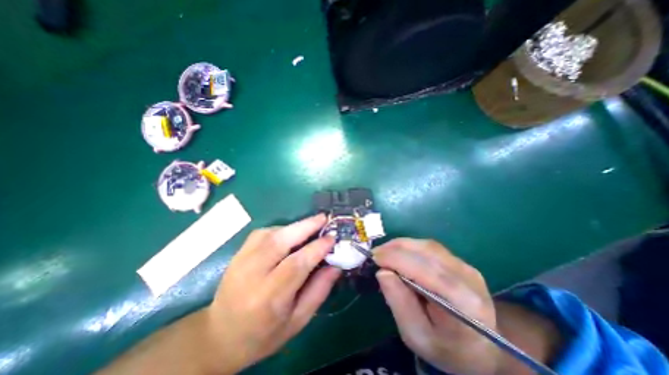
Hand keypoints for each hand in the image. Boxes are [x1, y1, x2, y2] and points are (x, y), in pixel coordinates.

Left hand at [208, 213, 340, 372]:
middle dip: (306, 226)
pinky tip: (290, 234)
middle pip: (281, 241)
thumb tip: (335, 266)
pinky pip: (262, 233)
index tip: (332, 238)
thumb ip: (319, 291)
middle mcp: (252, 275)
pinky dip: (280, 229)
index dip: (317, 248)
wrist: (220, 336)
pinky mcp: (238, 253)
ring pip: (271, 233)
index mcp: (269, 298)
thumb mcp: (298, 320)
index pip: (296, 264)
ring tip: (311, 225)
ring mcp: (241, 260)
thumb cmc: (264, 334)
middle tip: (324, 218)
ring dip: (294, 226)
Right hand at [374, 238, 498, 374]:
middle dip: (395, 249)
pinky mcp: (459, 261)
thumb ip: (400, 303)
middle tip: (375, 254)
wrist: (481, 346)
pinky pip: (430, 247)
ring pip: (427, 245)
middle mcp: (468, 278)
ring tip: (384, 253)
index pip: (427, 271)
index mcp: (464, 303)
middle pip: (427, 252)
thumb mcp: (417, 336)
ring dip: (401, 245)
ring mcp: (466, 266)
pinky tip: (398, 253)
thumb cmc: (446, 347)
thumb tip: (383, 272)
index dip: (397, 259)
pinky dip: (409, 247)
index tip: (374, 258)